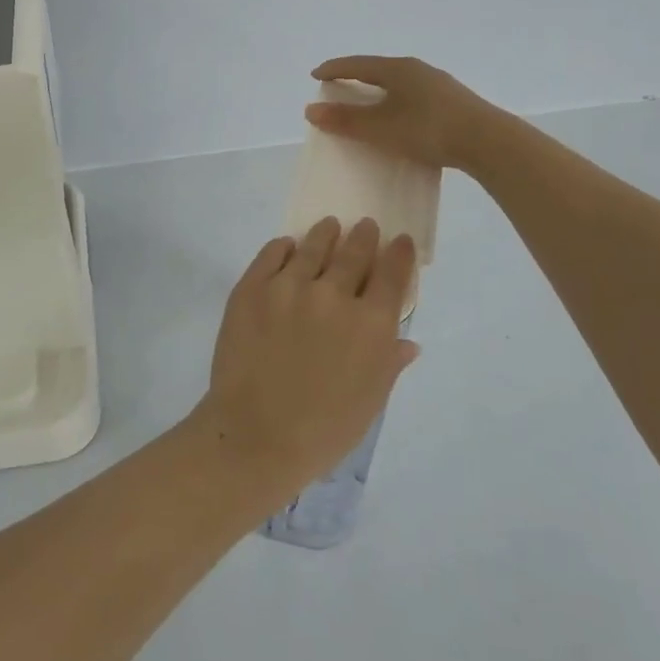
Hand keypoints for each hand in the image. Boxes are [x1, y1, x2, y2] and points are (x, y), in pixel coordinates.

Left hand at [191, 217, 418, 495]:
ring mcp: (288, 287)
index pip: (392, 274)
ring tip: (329, 226)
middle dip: (364, 236)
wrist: (255, 435)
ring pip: (313, 247)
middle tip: (366, 225)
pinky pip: (271, 254)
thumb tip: (407, 342)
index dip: (399, 253)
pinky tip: (287, 246)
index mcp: (371, 324)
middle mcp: (333, 295)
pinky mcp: (252, 288)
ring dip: (325, 234)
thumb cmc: (323, 430)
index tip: (399, 241)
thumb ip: (389, 363)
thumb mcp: (370, 401)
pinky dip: (283, 247)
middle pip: (354, 253)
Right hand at [306, 56, 501, 171]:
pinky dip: (396, 103)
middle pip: (378, 70)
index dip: (334, 69)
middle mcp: (418, 70)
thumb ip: (346, 120)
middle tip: (338, 89)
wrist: (488, 142)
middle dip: (356, 79)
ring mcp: (438, 85)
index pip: (357, 64)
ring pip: (398, 84)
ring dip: (378, 93)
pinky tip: (398, 119)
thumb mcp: (380, 128)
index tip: (316, 75)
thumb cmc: (428, 130)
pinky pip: (413, 96)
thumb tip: (311, 110)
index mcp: (398, 69)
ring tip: (367, 105)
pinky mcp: (451, 102)